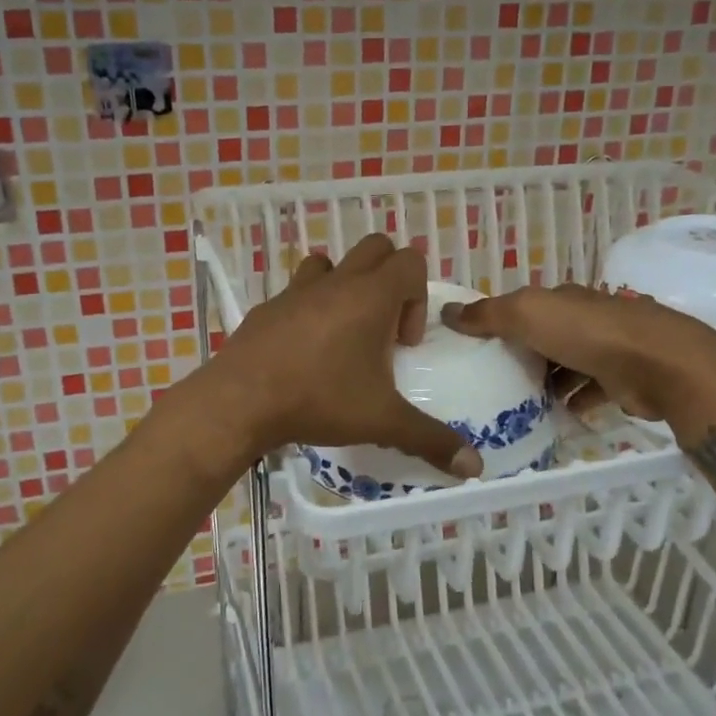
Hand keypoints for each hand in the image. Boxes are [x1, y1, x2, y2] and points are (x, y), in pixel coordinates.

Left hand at [203, 235, 481, 478]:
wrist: (240, 401)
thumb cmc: (319, 399)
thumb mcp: (381, 421)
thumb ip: (430, 439)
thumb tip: (475, 467)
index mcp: (370, 296)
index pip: (411, 261)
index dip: (418, 298)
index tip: (402, 343)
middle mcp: (336, 283)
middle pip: (375, 249)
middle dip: (389, 281)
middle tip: (381, 331)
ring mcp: (296, 291)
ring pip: (330, 263)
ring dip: (345, 287)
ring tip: (343, 334)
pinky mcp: (266, 308)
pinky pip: (296, 292)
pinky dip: (309, 309)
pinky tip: (303, 353)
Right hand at [441, 283, 715, 422]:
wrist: (657, 364)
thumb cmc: (586, 333)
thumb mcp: (526, 315)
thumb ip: (487, 315)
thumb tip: (446, 311)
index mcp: (561, 298)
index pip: (524, 306)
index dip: (498, 321)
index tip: (473, 345)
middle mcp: (584, 319)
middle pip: (545, 336)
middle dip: (521, 354)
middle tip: (490, 381)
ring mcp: (606, 349)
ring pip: (567, 364)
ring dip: (547, 381)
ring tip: (517, 403)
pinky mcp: (621, 380)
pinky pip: (589, 391)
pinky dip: (573, 402)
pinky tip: (555, 415)